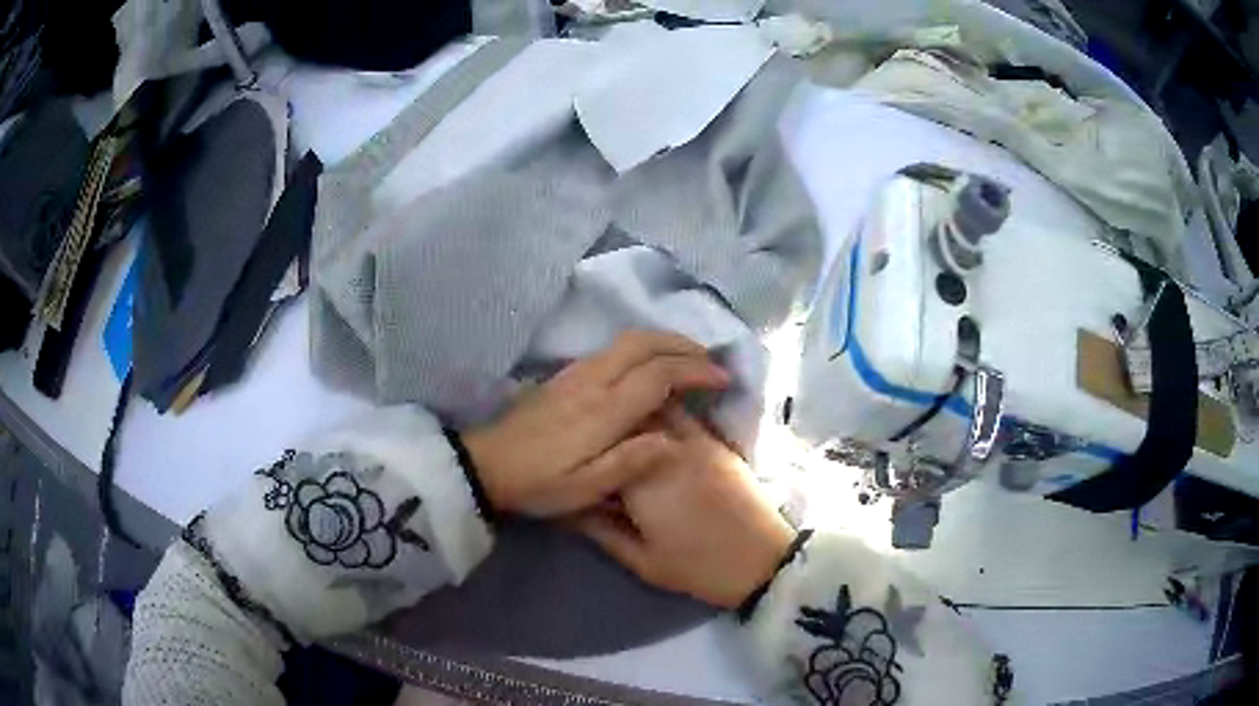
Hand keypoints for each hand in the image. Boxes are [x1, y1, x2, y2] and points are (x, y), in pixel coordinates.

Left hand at [462, 331, 728, 516]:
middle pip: (643, 343)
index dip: (695, 371)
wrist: (484, 465)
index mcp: (603, 411)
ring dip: (662, 342)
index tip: (723, 379)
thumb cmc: (537, 483)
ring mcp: (575, 373)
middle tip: (710, 360)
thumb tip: (674, 442)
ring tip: (687, 358)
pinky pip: (611, 349)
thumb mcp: (583, 489)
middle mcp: (592, 381)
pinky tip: (647, 365)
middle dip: (682, 344)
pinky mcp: (563, 375)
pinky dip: (641, 347)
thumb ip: (629, 464)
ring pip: (626, 340)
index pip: (658, 375)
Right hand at [575, 409, 794, 609]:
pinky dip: (666, 412)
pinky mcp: (719, 442)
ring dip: (639, 411)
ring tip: (625, 424)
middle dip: (611, 419)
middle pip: (630, 416)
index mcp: (641, 480)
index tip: (573, 450)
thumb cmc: (699, 567)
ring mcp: (697, 441)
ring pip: (659, 406)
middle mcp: (667, 449)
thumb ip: (602, 532)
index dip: (585, 444)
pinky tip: (658, 430)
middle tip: (595, 431)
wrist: (764, 561)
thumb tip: (571, 509)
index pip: (601, 444)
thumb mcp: (643, 561)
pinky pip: (686, 415)